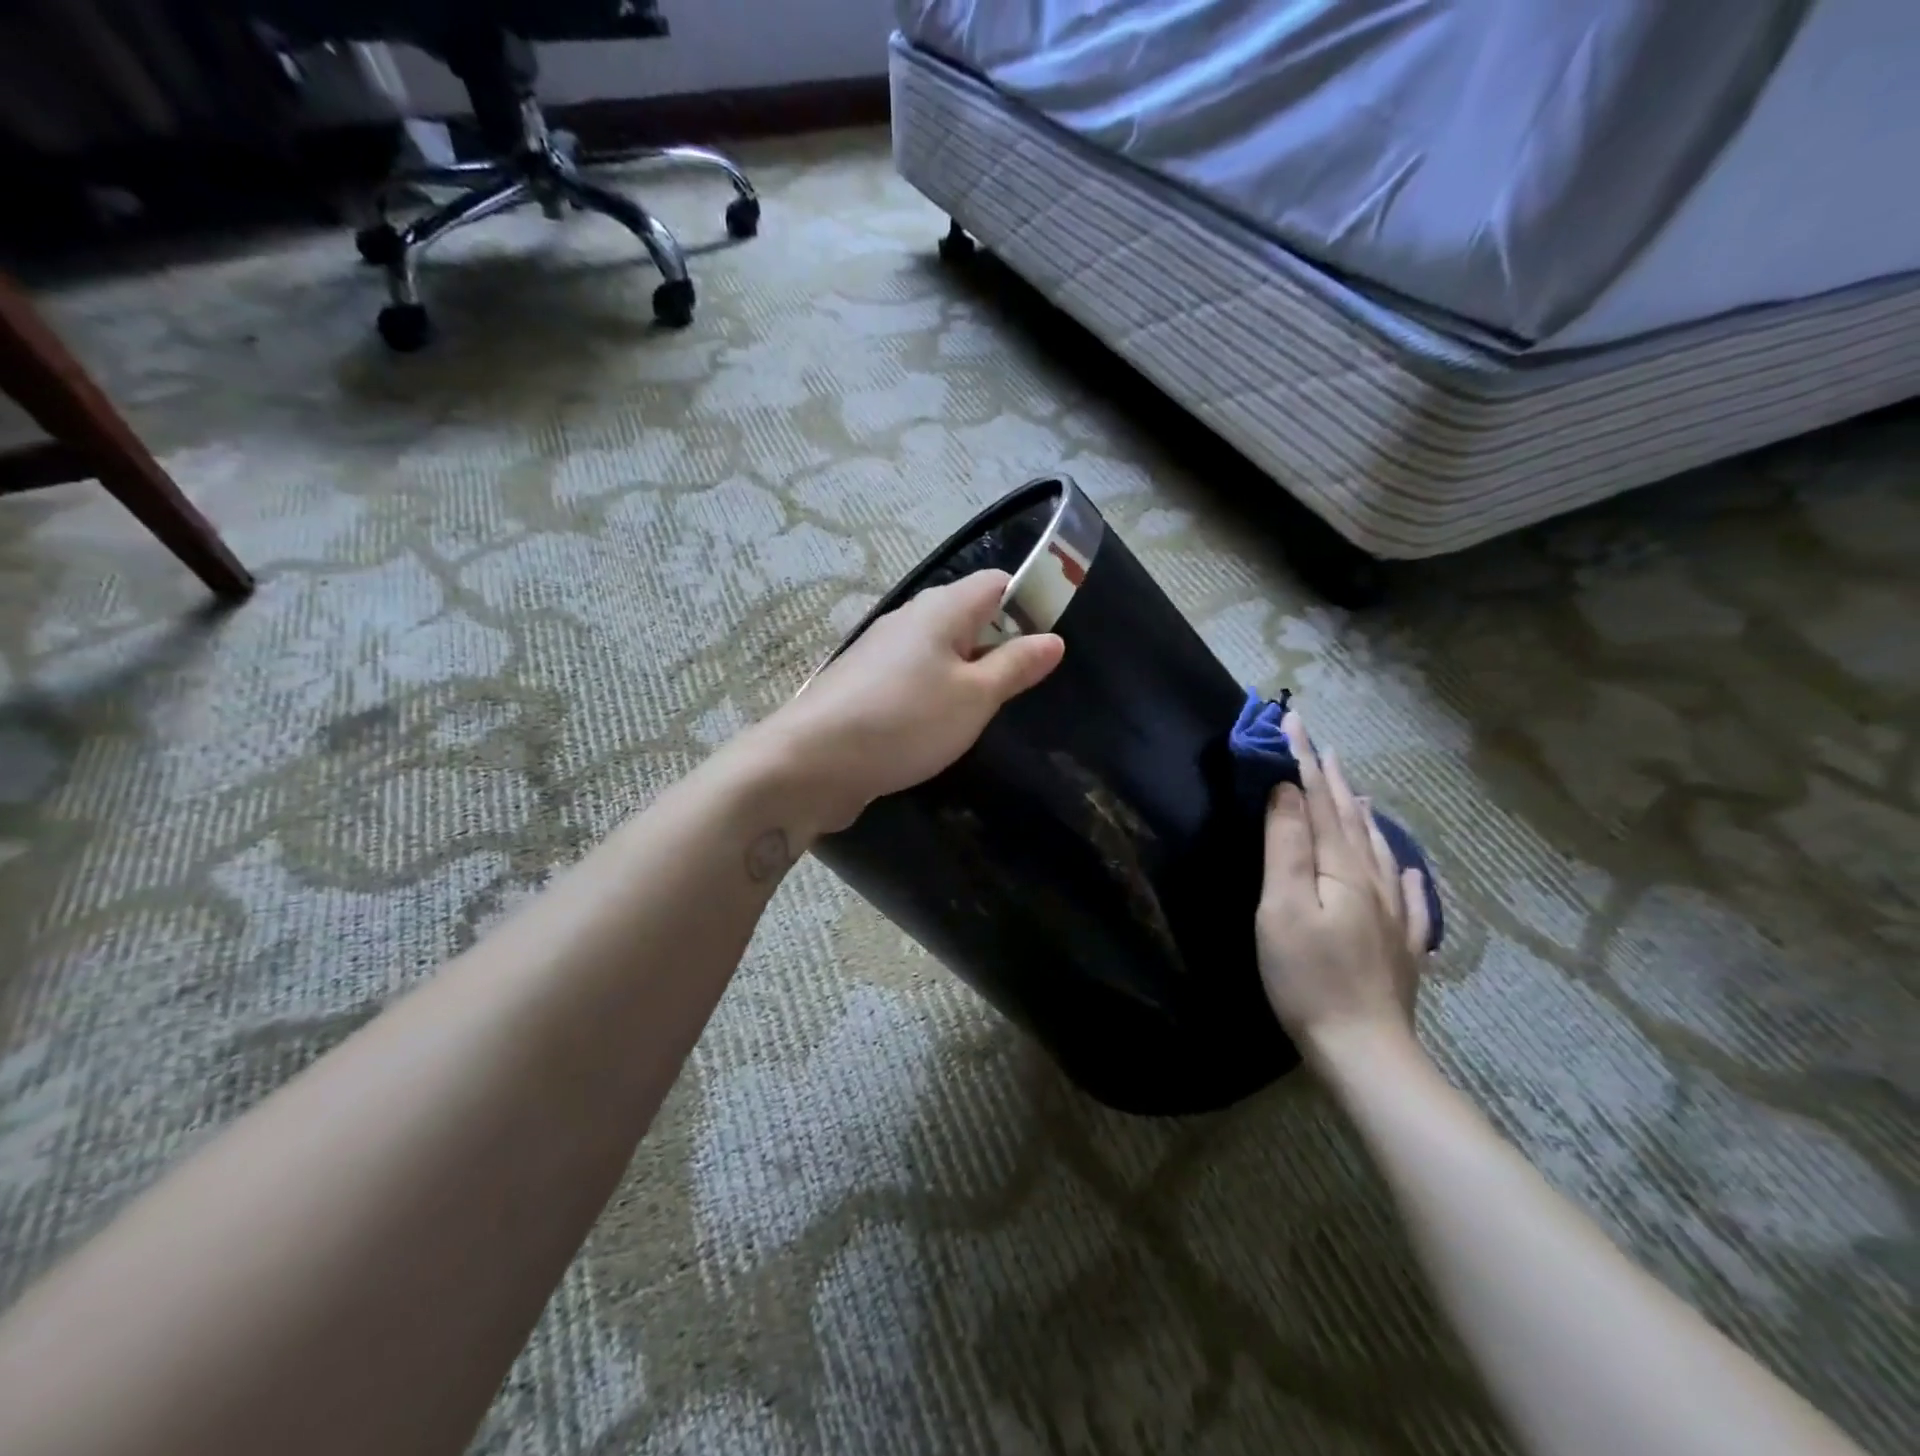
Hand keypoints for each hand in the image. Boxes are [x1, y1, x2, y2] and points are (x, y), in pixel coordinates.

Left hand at [760, 570, 1064, 834]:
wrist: (813, 762)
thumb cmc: (906, 721)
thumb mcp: (974, 697)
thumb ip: (1015, 666)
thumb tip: (1052, 639)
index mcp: (941, 609)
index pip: (997, 583)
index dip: (1029, 603)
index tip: (1048, 643)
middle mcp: (909, 619)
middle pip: (967, 615)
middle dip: (999, 643)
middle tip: (1022, 686)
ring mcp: (881, 651)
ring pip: (939, 649)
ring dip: (966, 673)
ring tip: (985, 711)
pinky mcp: (864, 684)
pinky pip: (914, 676)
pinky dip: (935, 692)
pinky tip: (939, 726)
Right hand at [1255, 710, 1431, 1059]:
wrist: (1364, 1050)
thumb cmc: (1308, 976)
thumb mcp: (1283, 906)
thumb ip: (1286, 846)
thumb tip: (1287, 792)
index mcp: (1341, 867)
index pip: (1319, 800)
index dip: (1304, 760)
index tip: (1293, 721)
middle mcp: (1374, 881)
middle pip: (1349, 818)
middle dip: (1331, 778)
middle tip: (1320, 743)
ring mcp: (1393, 915)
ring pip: (1377, 850)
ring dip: (1361, 815)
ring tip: (1354, 790)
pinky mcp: (1400, 946)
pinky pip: (1408, 896)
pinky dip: (1402, 871)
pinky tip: (1404, 866)